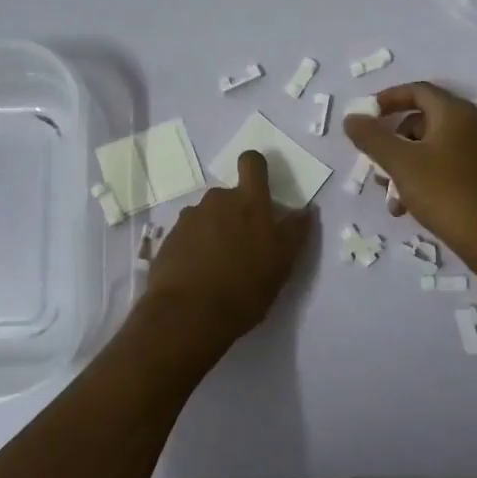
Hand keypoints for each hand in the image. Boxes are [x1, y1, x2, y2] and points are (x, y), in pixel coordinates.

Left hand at [143, 150, 313, 367]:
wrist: (187, 314)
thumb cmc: (245, 288)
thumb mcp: (282, 264)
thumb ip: (293, 233)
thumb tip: (306, 210)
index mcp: (249, 202)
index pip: (252, 163)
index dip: (255, 168)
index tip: (259, 187)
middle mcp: (218, 200)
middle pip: (229, 195)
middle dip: (235, 213)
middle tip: (242, 246)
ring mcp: (190, 218)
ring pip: (208, 216)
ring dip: (214, 231)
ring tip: (218, 266)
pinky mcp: (170, 238)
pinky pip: (188, 235)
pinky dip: (194, 248)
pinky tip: (198, 274)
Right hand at [343, 81, 476, 266]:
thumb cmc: (445, 192)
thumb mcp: (401, 163)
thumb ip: (373, 138)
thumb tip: (352, 118)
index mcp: (453, 112)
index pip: (417, 91)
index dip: (388, 99)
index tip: (365, 116)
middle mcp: (468, 125)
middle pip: (420, 120)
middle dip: (392, 141)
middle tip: (374, 162)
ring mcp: (475, 151)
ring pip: (428, 148)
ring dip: (402, 166)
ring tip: (388, 196)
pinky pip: (441, 166)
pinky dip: (420, 179)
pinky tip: (405, 208)